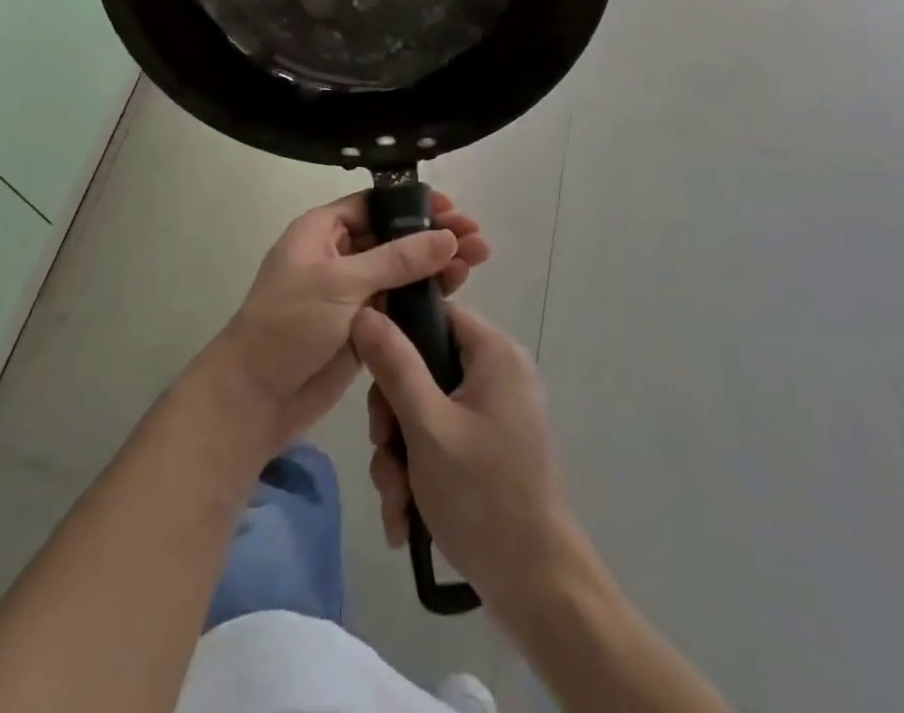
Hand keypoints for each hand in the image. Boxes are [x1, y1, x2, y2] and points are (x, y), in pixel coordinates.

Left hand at [205, 190, 488, 459]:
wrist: (256, 396)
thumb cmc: (291, 323)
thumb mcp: (342, 283)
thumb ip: (397, 260)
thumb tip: (446, 236)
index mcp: (321, 231)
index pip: (373, 205)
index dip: (411, 204)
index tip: (451, 207)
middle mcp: (338, 255)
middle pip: (393, 236)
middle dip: (433, 234)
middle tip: (477, 238)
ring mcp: (351, 293)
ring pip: (400, 270)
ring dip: (435, 264)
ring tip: (478, 261)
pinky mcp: (363, 326)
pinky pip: (398, 302)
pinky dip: (425, 296)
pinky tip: (456, 290)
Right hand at [353, 301, 576, 614]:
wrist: (539, 590)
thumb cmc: (484, 496)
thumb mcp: (427, 426)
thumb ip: (394, 365)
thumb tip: (364, 312)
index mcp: (494, 354)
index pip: (435, 314)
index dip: (395, 335)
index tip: (367, 371)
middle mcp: (498, 375)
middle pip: (423, 368)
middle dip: (393, 418)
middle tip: (384, 450)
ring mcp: (494, 415)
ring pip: (424, 411)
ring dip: (400, 455)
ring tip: (396, 498)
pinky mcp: (488, 450)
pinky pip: (440, 441)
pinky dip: (419, 473)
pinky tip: (404, 517)